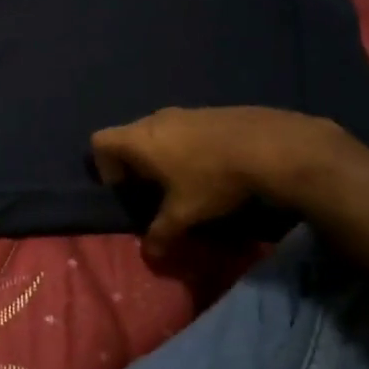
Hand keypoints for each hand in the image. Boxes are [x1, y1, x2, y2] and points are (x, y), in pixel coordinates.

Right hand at [90, 106, 357, 259]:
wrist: (268, 145)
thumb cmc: (212, 178)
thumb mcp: (185, 213)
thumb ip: (161, 233)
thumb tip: (149, 256)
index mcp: (139, 139)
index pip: (99, 142)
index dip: (104, 167)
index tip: (125, 189)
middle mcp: (154, 120)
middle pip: (128, 136)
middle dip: (134, 163)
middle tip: (153, 190)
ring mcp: (183, 112)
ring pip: (157, 131)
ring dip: (161, 154)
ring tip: (183, 180)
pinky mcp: (208, 112)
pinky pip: (183, 128)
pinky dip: (185, 146)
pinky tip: (209, 167)